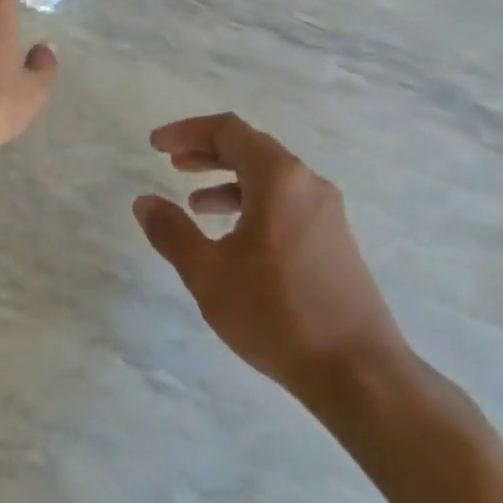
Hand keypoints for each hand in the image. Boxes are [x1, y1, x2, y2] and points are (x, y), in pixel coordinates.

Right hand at [133, 113, 408, 401]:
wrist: (358, 371)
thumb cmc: (276, 313)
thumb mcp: (209, 274)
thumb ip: (172, 232)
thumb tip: (144, 201)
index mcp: (279, 179)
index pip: (229, 131)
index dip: (188, 132)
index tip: (156, 145)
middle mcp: (308, 184)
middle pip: (252, 149)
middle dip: (207, 153)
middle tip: (172, 163)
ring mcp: (327, 213)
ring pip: (270, 179)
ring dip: (229, 181)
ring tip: (195, 203)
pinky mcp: (334, 240)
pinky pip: (286, 204)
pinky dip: (253, 205)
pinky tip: (233, 237)